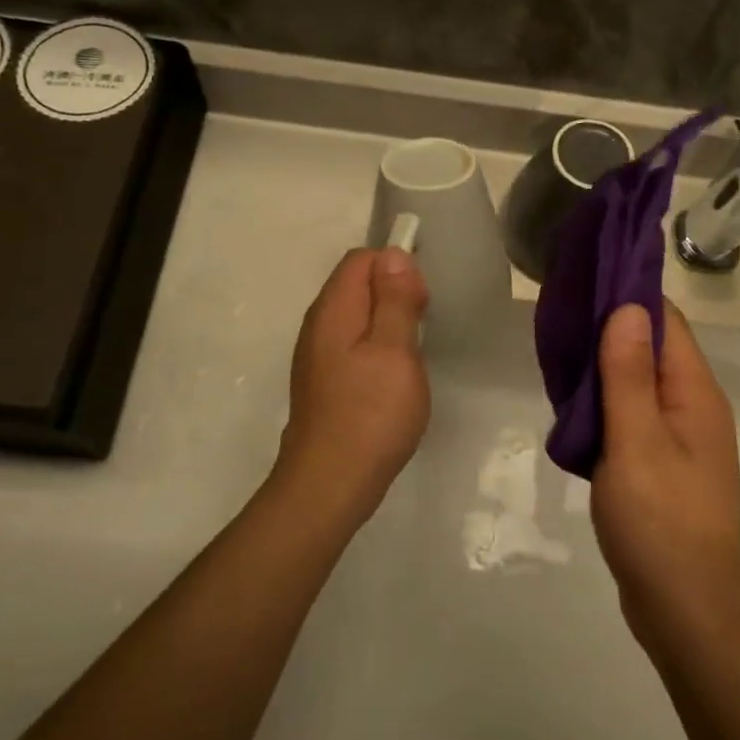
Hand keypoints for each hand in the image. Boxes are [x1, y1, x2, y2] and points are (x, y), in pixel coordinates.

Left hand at [274, 248, 430, 525]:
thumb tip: (394, 254)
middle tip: (422, 329)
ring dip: (387, 323)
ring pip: (356, 316)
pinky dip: (376, 347)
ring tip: (412, 354)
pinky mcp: (324, 381)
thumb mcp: (395, 351)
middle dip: (394, 294)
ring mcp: (317, 355)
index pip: (361, 259)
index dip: (396, 268)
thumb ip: (395, 300)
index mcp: (333, 310)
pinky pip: (352, 344)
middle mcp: (318, 325)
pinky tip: (392, 377)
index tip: (421, 302)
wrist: (330, 484)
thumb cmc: (371, 414)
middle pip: (356, 284)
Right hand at [592, 302, 739, 646]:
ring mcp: (683, 439)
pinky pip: (636, 417)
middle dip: (612, 331)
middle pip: (654, 349)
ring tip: (560, 358)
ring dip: (606, 370)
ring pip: (641, 385)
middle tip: (561, 321)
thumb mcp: (636, 440)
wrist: (684, 608)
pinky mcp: (666, 465)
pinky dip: (609, 405)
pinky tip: (576, 410)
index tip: (585, 283)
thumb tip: (628, 308)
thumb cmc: (659, 521)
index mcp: (696, 393)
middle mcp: (696, 407)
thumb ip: (628, 374)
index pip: (666, 322)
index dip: (628, 298)